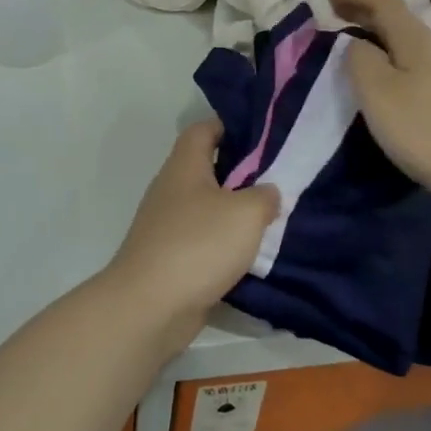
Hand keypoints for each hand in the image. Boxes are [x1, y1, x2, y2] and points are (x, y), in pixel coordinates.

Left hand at [104, 122, 279, 337]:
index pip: (203, 130)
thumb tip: (268, 192)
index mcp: (184, 166)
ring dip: (235, 213)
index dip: (230, 125)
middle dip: (241, 172)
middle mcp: (171, 189)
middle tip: (279, 179)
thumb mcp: (246, 213)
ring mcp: (167, 225)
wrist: (151, 305)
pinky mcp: (170, 257)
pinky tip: (252, 254)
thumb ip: (264, 196)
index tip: (263, 135)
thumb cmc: (198, 244)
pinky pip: (203, 241)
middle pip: (207, 169)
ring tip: (273, 217)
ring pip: (207, 208)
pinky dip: (225, 244)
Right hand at [330, 0, 430, 203]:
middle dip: (363, 11)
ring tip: (351, 45)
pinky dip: (388, 56)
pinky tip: (381, 76)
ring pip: (404, 40)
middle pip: (396, 17)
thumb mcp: (377, 90)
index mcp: (414, 38)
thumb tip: (355, 45)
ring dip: (375, 35)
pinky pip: (411, 61)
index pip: (383, 0)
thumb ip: (359, 59)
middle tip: (333, 15)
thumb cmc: (422, 128)